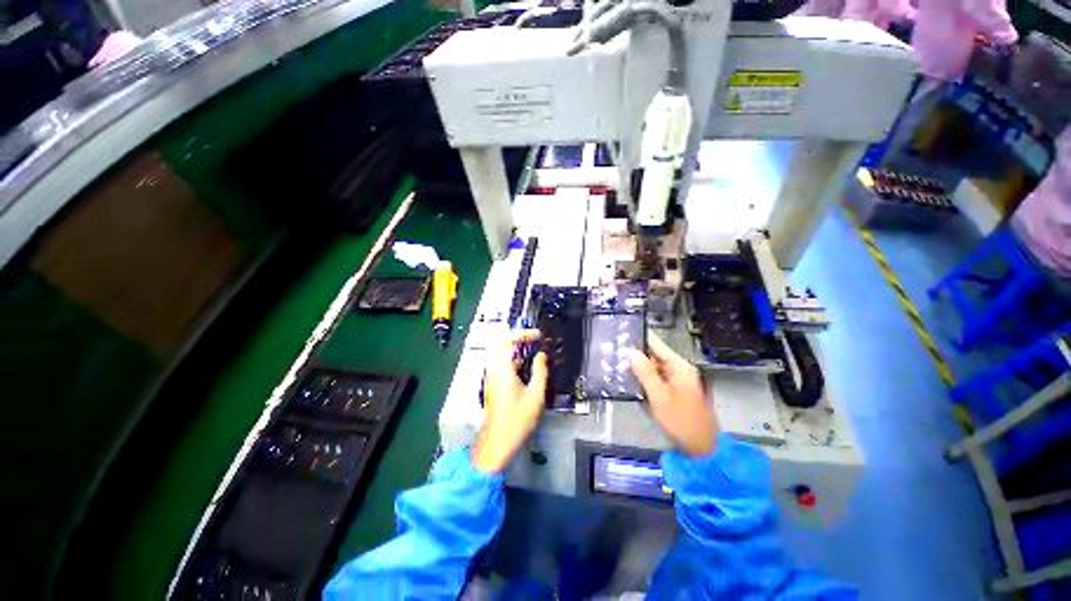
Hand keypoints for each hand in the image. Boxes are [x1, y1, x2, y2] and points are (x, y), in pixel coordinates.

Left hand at [472, 328, 547, 472]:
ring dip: (513, 346)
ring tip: (530, 348)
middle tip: (532, 338)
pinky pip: (499, 361)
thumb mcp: (536, 396)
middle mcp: (493, 370)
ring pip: (498, 350)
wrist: (498, 441)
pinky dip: (510, 356)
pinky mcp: (491, 382)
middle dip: (516, 335)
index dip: (523, 334)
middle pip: (499, 341)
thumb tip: (541, 355)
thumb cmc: (517, 420)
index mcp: (503, 371)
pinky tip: (523, 365)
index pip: (507, 340)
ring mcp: (490, 376)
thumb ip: (540, 371)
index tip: (537, 336)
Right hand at [628, 333, 717, 456]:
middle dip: (635, 354)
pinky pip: (655, 378)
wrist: (700, 447)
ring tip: (617, 364)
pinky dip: (643, 378)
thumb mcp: (659, 395)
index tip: (621, 335)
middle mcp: (678, 369)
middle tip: (614, 352)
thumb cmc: (681, 420)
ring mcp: (676, 379)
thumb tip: (631, 351)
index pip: (656, 344)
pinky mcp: (672, 389)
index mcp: (679, 366)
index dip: (639, 339)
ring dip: (637, 367)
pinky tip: (630, 379)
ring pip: (653, 367)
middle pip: (653, 355)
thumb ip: (645, 372)